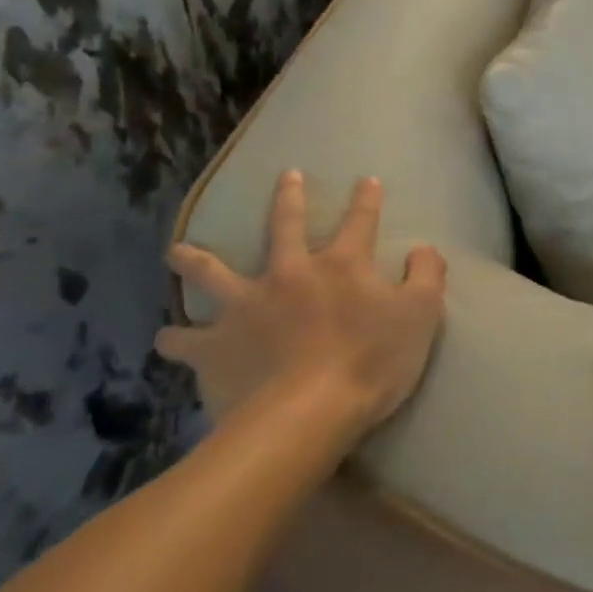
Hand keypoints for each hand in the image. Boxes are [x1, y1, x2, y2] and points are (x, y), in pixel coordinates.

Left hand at [160, 172, 446, 435]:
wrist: (305, 415)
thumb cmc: (371, 362)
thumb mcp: (421, 315)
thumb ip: (427, 276)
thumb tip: (424, 249)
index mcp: (341, 265)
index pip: (361, 222)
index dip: (367, 200)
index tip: (367, 180)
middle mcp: (289, 273)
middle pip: (285, 226)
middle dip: (289, 198)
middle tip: (287, 177)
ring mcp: (246, 307)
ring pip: (212, 274)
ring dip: (194, 260)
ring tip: (177, 250)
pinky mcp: (215, 346)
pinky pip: (185, 340)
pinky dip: (175, 338)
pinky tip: (165, 337)